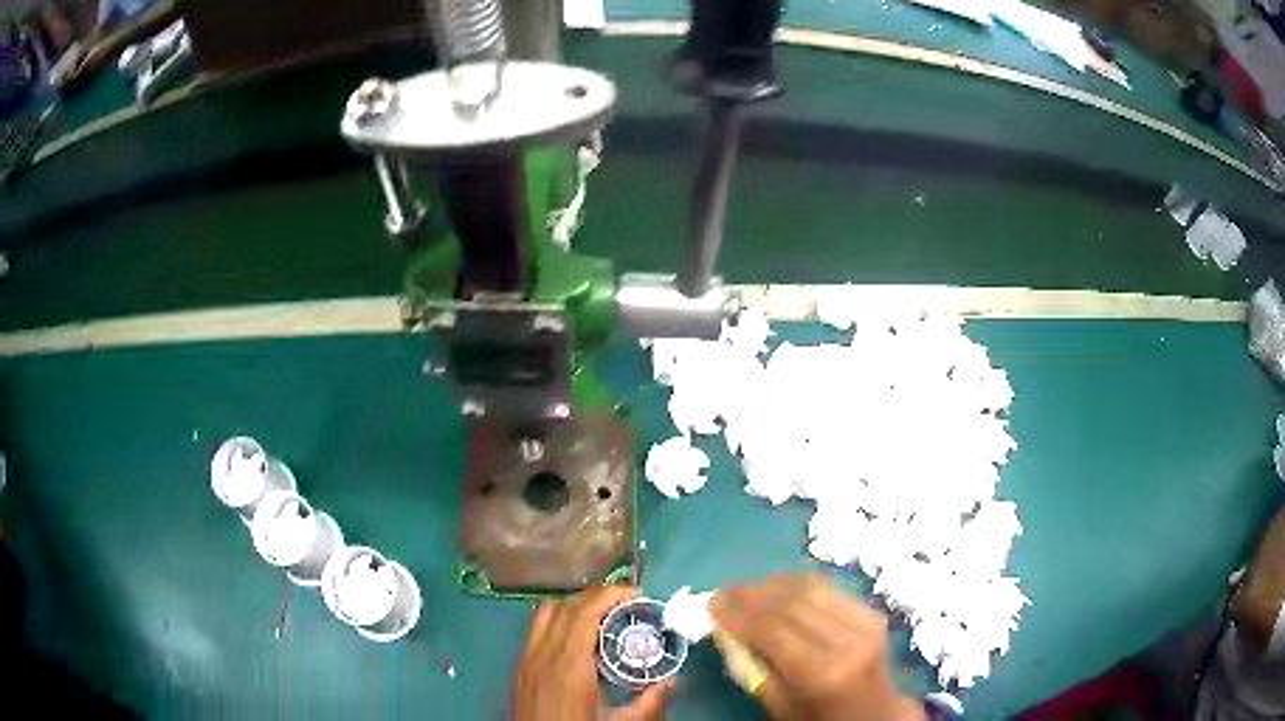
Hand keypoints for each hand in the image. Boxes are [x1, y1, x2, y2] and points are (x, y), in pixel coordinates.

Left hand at [514, 585, 674, 720]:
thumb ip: (650, 703)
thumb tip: (672, 679)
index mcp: (568, 667)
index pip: (583, 612)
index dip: (609, 595)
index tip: (636, 594)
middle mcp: (541, 655)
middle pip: (564, 606)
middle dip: (596, 597)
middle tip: (627, 605)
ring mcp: (525, 661)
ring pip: (544, 613)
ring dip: (574, 606)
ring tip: (604, 617)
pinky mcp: (518, 669)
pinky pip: (536, 630)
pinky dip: (558, 621)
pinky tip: (579, 641)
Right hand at [711, 573, 922, 720]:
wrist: (874, 713)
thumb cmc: (818, 717)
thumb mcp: (778, 705)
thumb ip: (750, 668)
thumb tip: (724, 628)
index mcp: (821, 673)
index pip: (772, 631)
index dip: (738, 613)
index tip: (712, 604)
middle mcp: (847, 642)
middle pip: (791, 603)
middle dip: (751, 593)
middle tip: (724, 591)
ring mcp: (865, 624)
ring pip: (812, 588)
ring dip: (773, 583)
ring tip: (747, 587)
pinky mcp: (872, 614)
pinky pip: (830, 589)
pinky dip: (799, 584)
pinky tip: (778, 587)